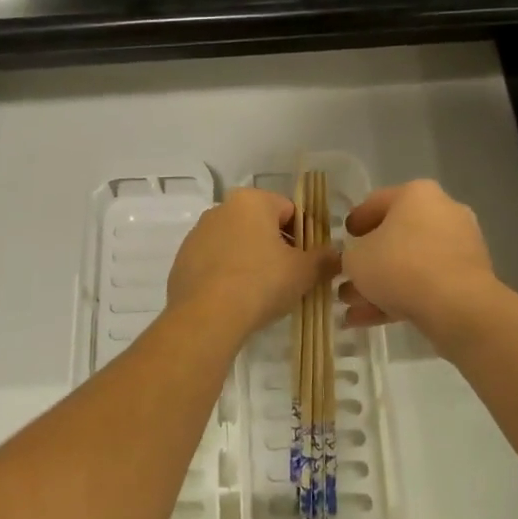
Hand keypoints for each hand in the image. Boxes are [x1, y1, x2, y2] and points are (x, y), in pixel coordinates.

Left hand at [167, 188, 337, 339]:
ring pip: (236, 243)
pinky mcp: (182, 260)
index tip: (308, 262)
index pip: (289, 210)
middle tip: (289, 278)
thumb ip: (324, 259)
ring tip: (262, 293)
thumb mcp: (304, 272)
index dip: (305, 235)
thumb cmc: (261, 282)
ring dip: (251, 260)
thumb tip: (335, 255)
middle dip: (276, 247)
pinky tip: (236, 300)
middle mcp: (221, 208)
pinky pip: (215, 263)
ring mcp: (197, 234)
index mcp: (251, 201)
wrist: (206, 317)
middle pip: (260, 225)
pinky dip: (228, 275)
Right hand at [339, 180, 498, 335]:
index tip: (343, 238)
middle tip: (347, 277)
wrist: (458, 306)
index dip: (355, 222)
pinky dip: (401, 297)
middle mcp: (443, 212)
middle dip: (369, 261)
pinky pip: (427, 283)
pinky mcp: (468, 278)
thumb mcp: (357, 258)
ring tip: (352, 306)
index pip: (376, 202)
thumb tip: (358, 261)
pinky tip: (370, 319)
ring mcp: (459, 245)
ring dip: (381, 284)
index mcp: (417, 194)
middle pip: (396, 236)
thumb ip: (350, 256)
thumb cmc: (400, 266)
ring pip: (410, 264)